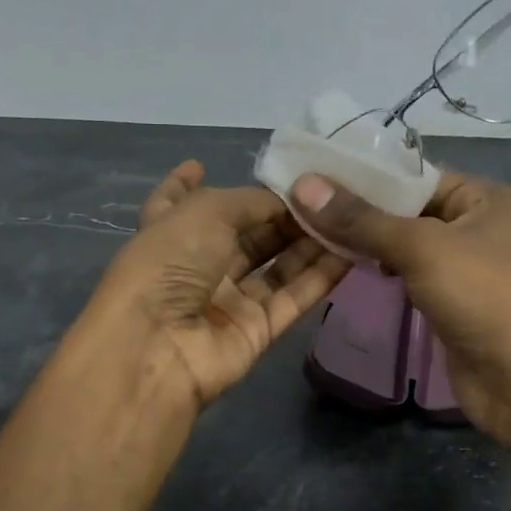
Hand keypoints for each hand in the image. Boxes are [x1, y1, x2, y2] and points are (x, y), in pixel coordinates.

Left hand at [88, 161, 349, 408]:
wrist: (158, 346)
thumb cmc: (169, 264)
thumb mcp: (204, 212)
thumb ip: (248, 201)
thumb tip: (283, 202)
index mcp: (168, 232)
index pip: (176, 203)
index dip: (186, 183)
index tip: (201, 164)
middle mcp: (197, 265)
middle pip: (244, 235)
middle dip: (279, 215)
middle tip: (323, 192)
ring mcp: (227, 301)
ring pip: (276, 266)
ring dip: (308, 243)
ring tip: (346, 215)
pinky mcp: (257, 331)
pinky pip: (294, 298)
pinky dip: (321, 276)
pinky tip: (352, 251)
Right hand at [291, 171, 510, 462]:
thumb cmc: (480, 296)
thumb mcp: (420, 247)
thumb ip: (361, 219)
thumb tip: (304, 185)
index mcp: (483, 197)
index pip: (415, 176)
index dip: (366, 176)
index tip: (313, 175)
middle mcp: (476, 225)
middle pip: (407, 210)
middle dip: (361, 211)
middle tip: (303, 206)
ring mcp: (464, 267)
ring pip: (405, 245)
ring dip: (368, 243)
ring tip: (314, 232)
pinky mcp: (450, 302)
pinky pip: (409, 275)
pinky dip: (381, 270)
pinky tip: (347, 266)